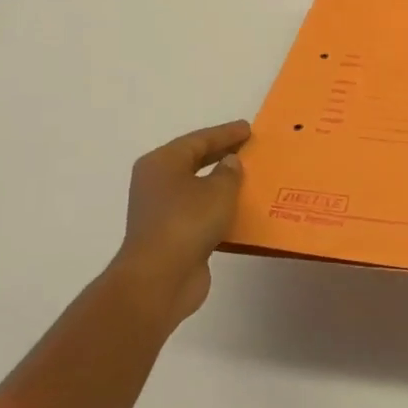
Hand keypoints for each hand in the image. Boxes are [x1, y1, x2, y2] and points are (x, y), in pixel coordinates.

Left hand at [112, 120, 250, 327]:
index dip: (225, 133)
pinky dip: (218, 209)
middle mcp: (157, 183)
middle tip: (249, 147)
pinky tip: (240, 210)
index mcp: (162, 163)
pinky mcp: (172, 236)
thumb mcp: (218, 190)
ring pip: (197, 189)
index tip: (249, 128)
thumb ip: (229, 171)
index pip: (198, 139)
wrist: (159, 279)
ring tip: (250, 177)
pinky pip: (200, 214)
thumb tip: (229, 163)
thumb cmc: (187, 222)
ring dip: (221, 184)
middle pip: (194, 161)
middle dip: (222, 155)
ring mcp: (162, 211)